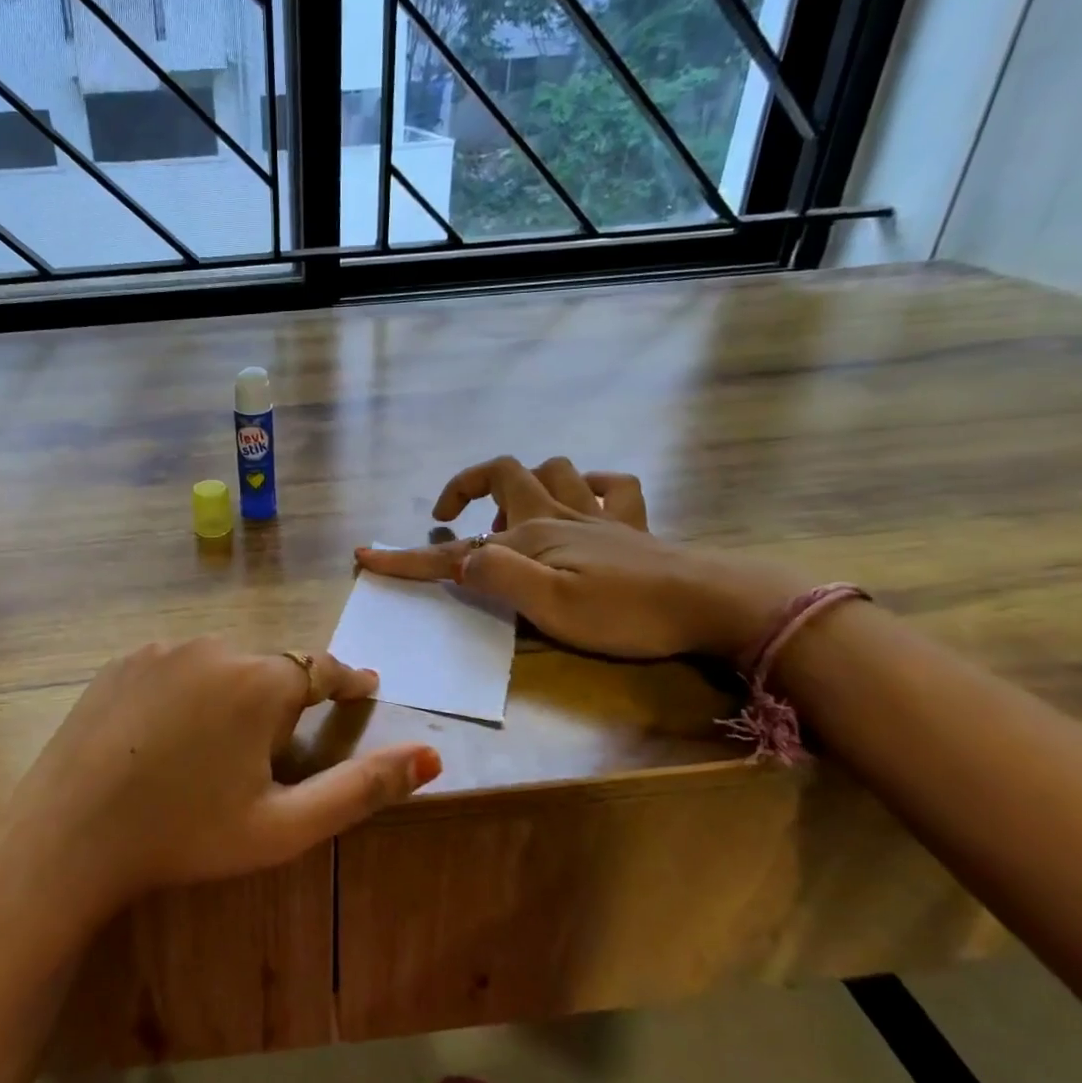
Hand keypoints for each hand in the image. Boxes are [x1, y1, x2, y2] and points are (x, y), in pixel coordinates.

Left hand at [0, 639, 439, 922]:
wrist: (71, 836)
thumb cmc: (186, 834)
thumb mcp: (284, 826)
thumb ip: (361, 788)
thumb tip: (431, 757)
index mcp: (261, 681)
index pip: (323, 669)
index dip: (347, 682)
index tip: (363, 689)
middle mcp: (216, 647)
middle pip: (269, 668)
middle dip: (282, 700)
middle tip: (271, 750)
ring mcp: (163, 649)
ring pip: (220, 665)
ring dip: (231, 694)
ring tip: (215, 748)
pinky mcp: (124, 660)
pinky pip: (175, 667)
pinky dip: (187, 691)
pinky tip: (168, 735)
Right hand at [355, 456, 807, 661]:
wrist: (714, 604)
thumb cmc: (627, 613)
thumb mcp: (551, 608)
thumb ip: (498, 578)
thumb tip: (458, 558)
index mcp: (531, 538)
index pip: (455, 550)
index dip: (408, 556)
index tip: (366, 557)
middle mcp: (558, 515)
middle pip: (503, 473)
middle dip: (466, 485)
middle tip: (449, 514)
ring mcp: (598, 515)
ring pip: (554, 469)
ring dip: (525, 482)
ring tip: (512, 515)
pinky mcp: (632, 526)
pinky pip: (609, 485)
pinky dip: (588, 486)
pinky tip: (581, 503)